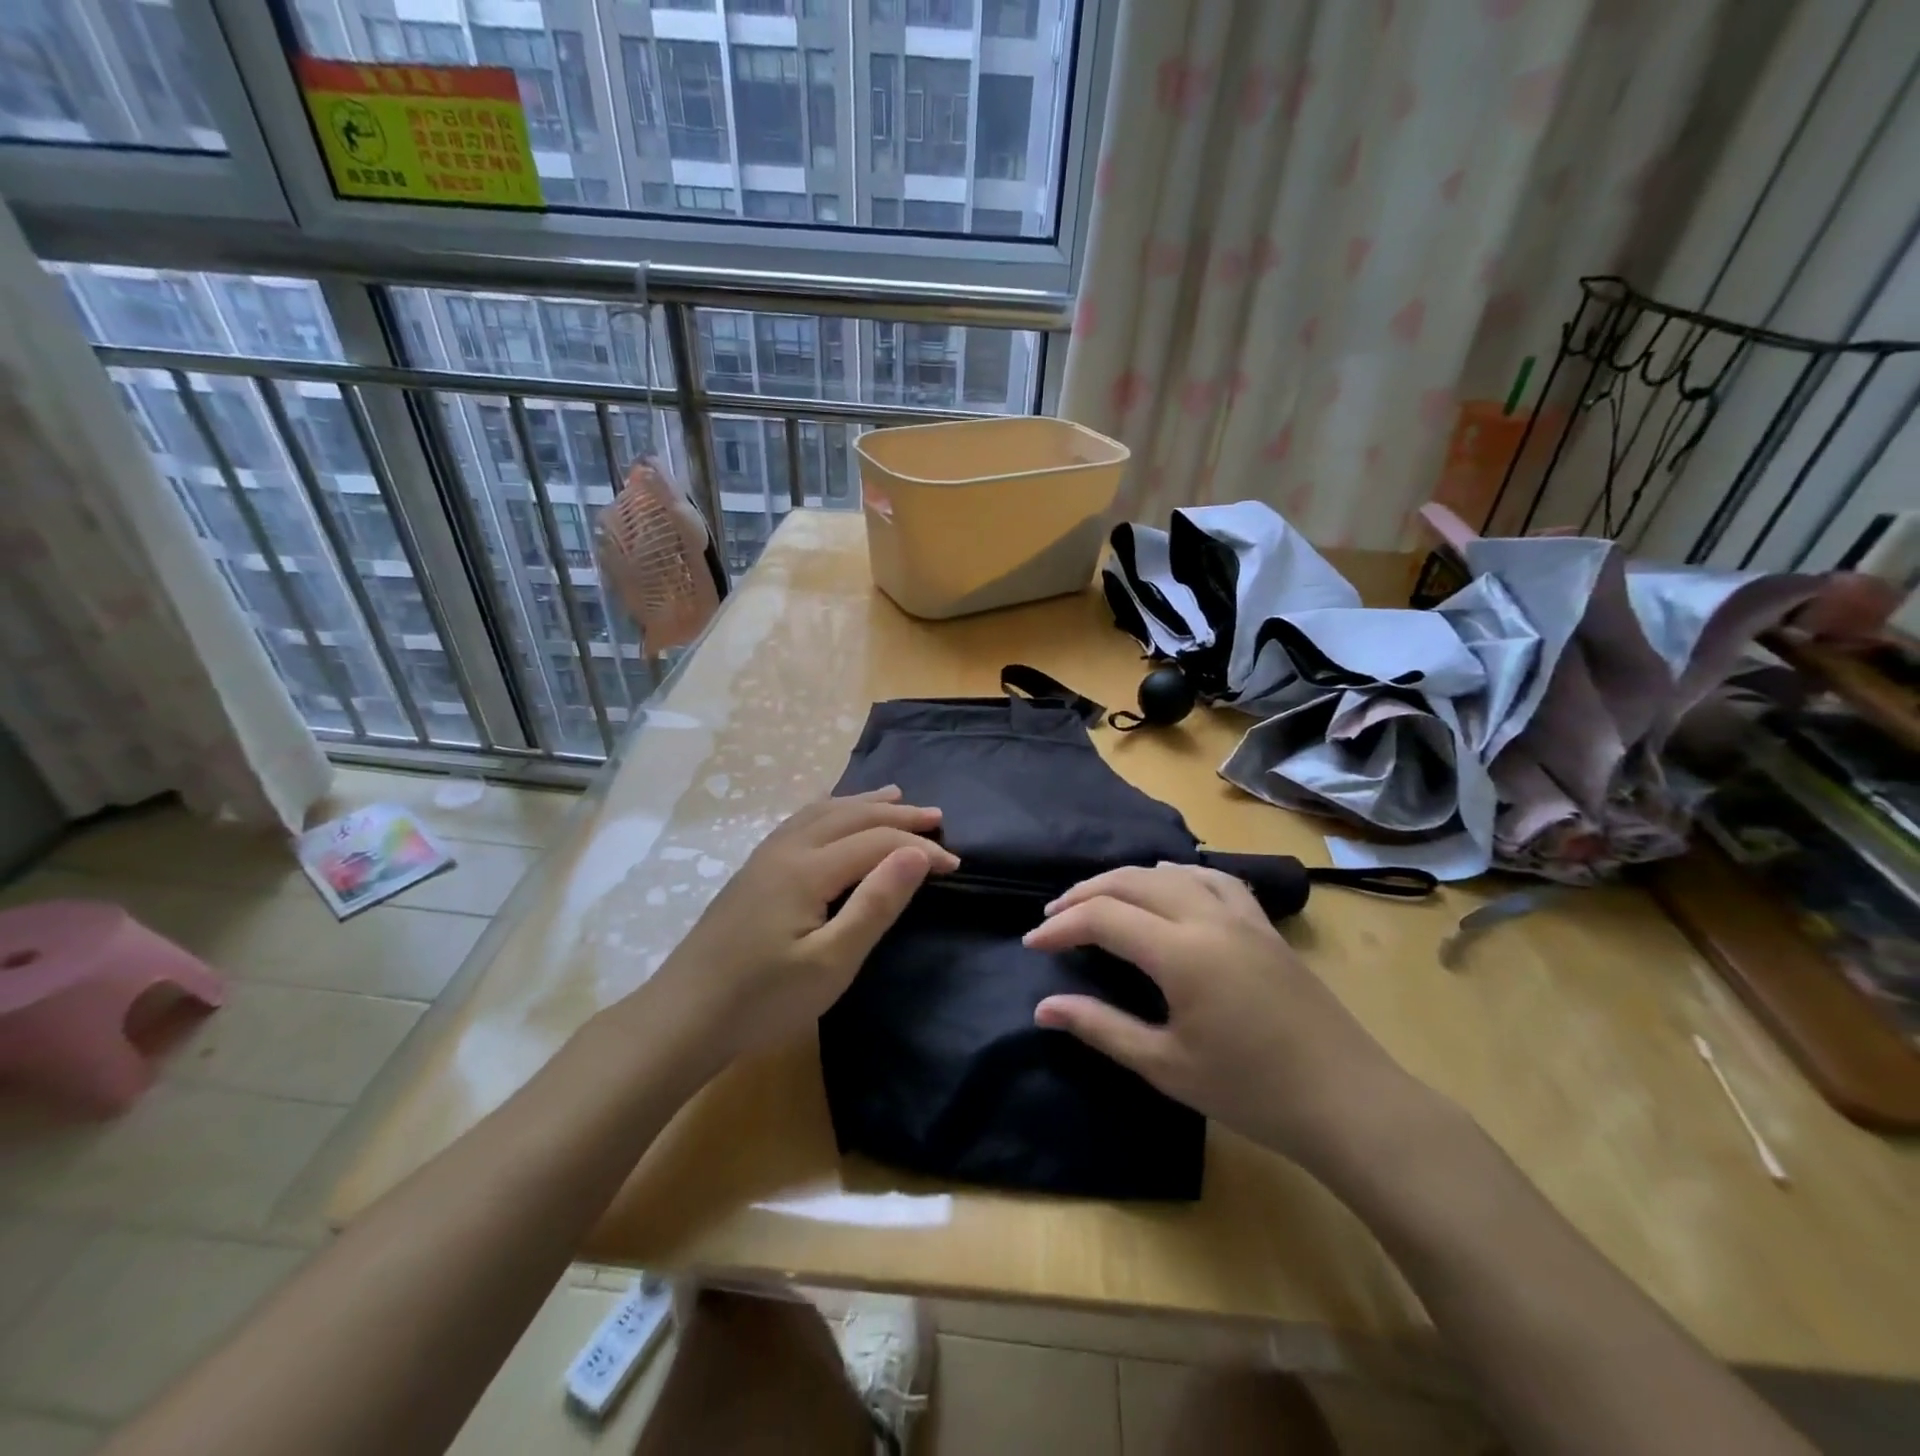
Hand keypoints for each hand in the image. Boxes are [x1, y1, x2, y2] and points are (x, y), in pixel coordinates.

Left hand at [649, 787, 957, 1067]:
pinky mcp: (753, 871)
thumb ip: (876, 904)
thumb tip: (916, 853)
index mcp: (807, 868)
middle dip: (897, 814)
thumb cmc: (763, 999)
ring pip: (822, 812)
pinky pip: (801, 821)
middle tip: (935, 816)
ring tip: (895, 796)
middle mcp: (786, 849)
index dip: (919, 849)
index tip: (955, 865)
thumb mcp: (831, 963)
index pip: (877, 842)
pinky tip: (832, 814)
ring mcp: (764, 857)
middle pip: (850, 816)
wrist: (683, 1018)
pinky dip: (831, 809)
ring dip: (863, 803)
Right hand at [1024, 863, 1423, 1171]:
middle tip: (1053, 918)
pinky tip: (1169, 886)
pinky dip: (1177, 875)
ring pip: (1170, 873)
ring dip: (1126, 880)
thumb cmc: (1251, 1092)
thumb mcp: (1166, 1066)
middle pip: (1131, 882)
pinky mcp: (1264, 925)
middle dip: (1084, 894)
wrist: (1348, 1102)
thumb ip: (1101, 1028)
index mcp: (1182, 952)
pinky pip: (1213, 878)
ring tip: (1099, 899)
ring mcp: (1241, 916)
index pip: (1104, 917)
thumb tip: (1044, 1007)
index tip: (1033, 945)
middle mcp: (1208, 917)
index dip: (1062, 927)